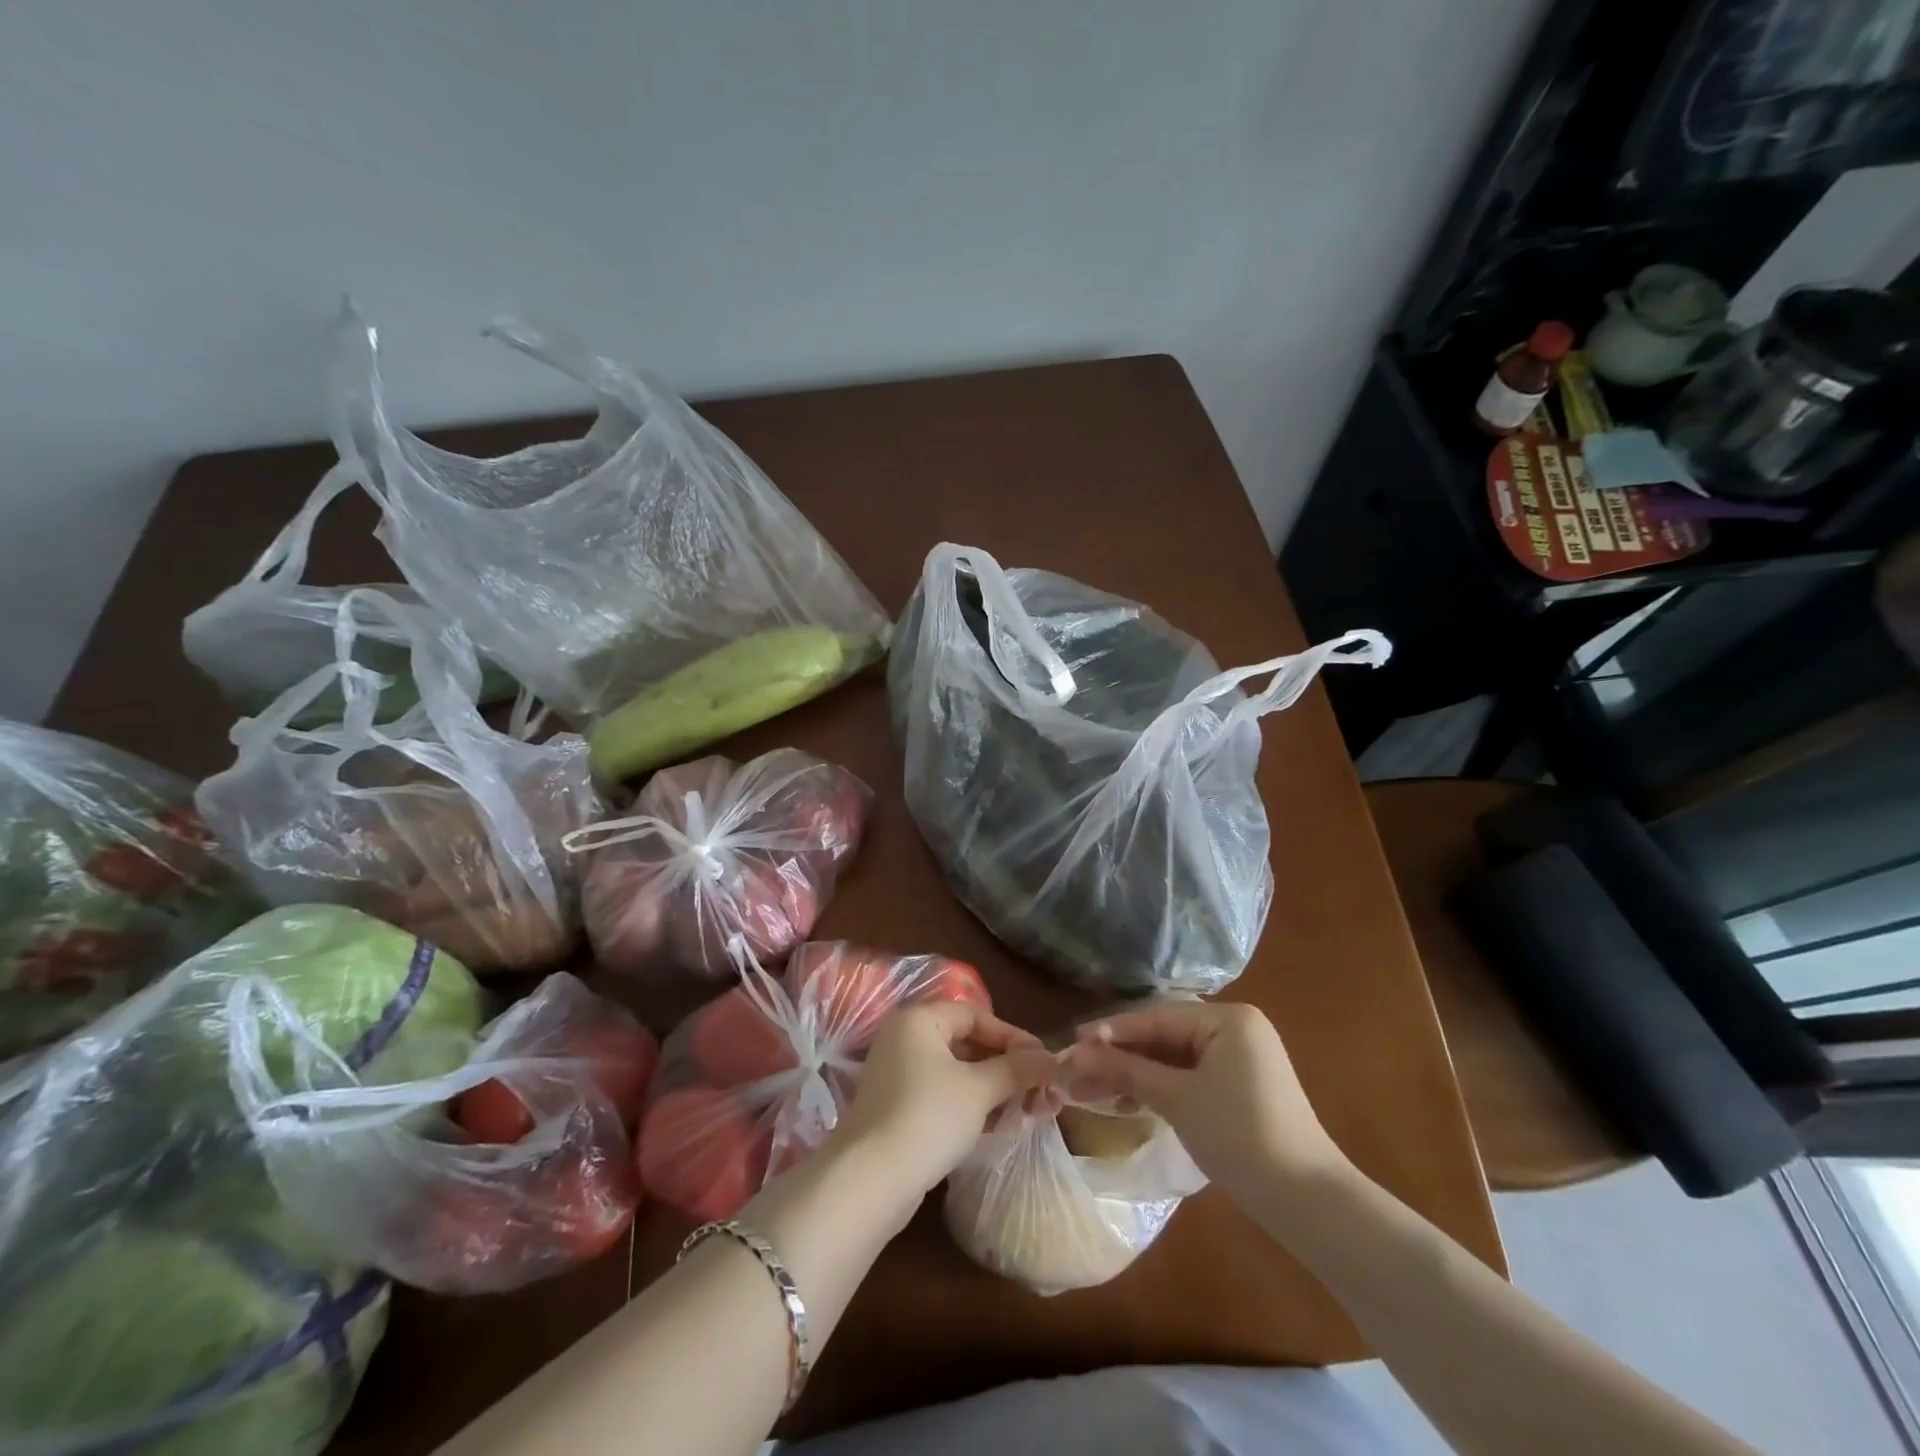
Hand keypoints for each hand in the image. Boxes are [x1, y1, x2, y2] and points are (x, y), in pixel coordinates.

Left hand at [833, 1001, 1052, 1206]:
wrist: (870, 1181)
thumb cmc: (928, 1117)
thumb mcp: (979, 1090)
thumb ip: (1016, 1070)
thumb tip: (1051, 1059)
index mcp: (919, 1020)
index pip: (975, 1014)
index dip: (1012, 1036)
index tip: (1042, 1061)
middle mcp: (904, 1039)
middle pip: (966, 1042)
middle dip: (1005, 1066)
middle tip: (1039, 1089)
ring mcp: (897, 1075)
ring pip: (956, 1072)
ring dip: (992, 1089)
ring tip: (1027, 1111)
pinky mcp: (897, 1108)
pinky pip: (942, 1095)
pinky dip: (970, 1105)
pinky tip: (998, 1126)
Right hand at [1063, 1001, 1348, 1204]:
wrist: (1308, 1201)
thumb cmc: (1241, 1136)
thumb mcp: (1178, 1100)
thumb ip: (1127, 1071)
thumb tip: (1078, 1055)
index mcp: (1228, 1019)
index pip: (1157, 1018)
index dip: (1112, 1031)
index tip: (1074, 1041)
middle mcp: (1235, 1030)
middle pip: (1163, 1037)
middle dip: (1120, 1057)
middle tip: (1078, 1070)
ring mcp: (1239, 1061)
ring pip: (1173, 1060)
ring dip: (1135, 1075)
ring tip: (1093, 1091)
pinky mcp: (1238, 1090)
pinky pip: (1188, 1078)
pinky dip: (1159, 1089)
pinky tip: (1128, 1102)